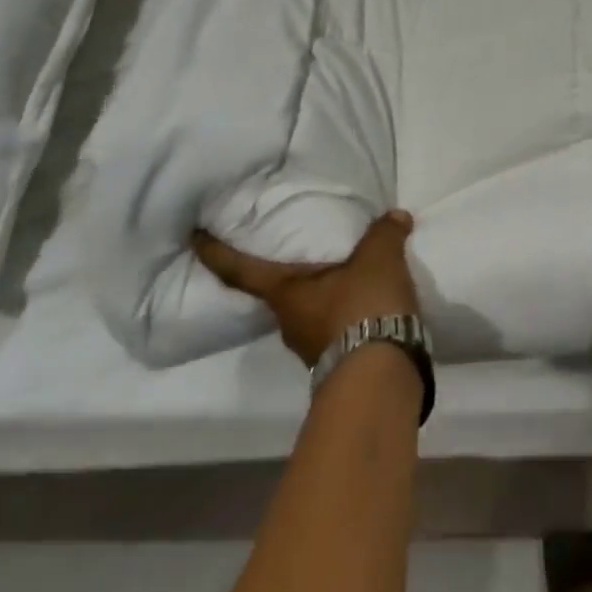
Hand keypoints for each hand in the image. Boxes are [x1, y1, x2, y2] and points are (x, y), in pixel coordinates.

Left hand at [192, 210, 420, 366]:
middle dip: (286, 272)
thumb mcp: (378, 258)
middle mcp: (289, 322)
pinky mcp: (338, 361)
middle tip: (297, 247)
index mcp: (285, 294)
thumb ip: (384, 232)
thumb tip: (396, 216)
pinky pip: (335, 326)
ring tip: (346, 271)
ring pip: (309, 310)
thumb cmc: (363, 307)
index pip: (240, 271)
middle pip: (278, 291)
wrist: (382, 375)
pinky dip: (346, 309)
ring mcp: (312, 347)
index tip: (195, 237)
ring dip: (322, 292)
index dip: (215, 253)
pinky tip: (368, 299)